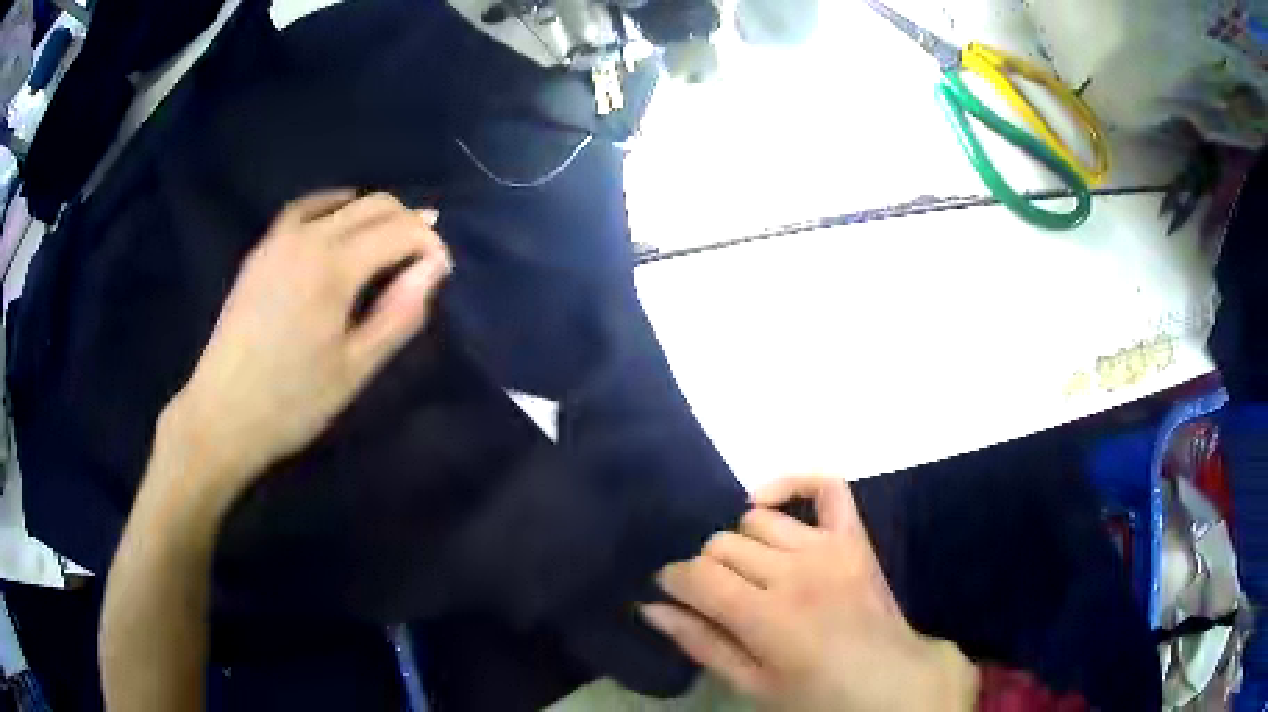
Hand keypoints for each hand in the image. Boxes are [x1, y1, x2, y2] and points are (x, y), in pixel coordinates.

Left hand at [162, 190, 450, 493]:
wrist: (223, 414)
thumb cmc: (293, 402)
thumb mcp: (355, 369)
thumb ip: (398, 314)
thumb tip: (433, 268)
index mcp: (334, 268)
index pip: (400, 231)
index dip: (429, 245)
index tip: (442, 273)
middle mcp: (309, 238)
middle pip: (373, 206)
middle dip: (408, 222)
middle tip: (424, 257)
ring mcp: (280, 240)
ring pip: (341, 202)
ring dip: (373, 212)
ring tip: (390, 238)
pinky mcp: (262, 251)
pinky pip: (303, 209)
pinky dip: (331, 205)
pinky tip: (338, 220)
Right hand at [641, 476, 978, 711]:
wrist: (887, 679)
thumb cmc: (815, 693)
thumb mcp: (752, 684)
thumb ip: (701, 643)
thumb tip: (651, 607)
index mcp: (765, 616)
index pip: (696, 575)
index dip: (672, 580)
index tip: (672, 593)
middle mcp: (793, 572)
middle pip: (721, 544)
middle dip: (706, 569)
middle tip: (716, 596)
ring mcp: (827, 547)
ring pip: (756, 520)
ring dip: (741, 544)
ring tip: (750, 571)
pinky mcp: (853, 536)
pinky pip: (825, 487)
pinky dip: (794, 484)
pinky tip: (769, 503)